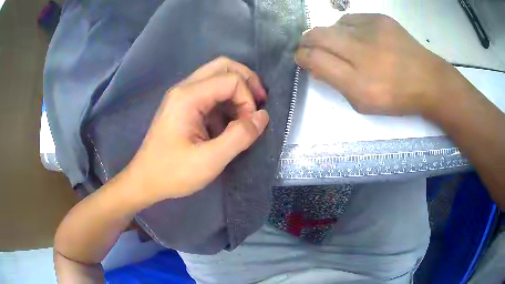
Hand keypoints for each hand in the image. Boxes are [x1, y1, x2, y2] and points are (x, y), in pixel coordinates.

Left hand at [125, 57, 269, 202]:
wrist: (145, 181)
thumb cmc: (173, 173)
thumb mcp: (210, 160)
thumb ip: (239, 136)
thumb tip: (262, 116)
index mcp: (188, 97)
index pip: (230, 79)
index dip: (248, 99)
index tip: (249, 124)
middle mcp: (184, 88)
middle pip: (223, 66)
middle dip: (247, 81)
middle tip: (259, 102)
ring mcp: (183, 96)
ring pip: (217, 77)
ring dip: (237, 92)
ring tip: (246, 116)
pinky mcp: (184, 107)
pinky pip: (211, 93)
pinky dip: (226, 103)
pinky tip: (229, 124)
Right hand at [295, 14, 455, 116]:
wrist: (428, 81)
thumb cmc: (396, 98)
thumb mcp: (363, 103)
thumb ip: (336, 84)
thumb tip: (315, 66)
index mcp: (357, 82)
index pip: (314, 59)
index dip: (302, 57)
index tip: (301, 58)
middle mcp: (361, 52)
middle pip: (317, 36)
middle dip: (307, 41)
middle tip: (309, 46)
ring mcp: (371, 31)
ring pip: (333, 25)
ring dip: (330, 35)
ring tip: (341, 44)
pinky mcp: (380, 19)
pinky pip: (351, 19)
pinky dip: (347, 28)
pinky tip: (358, 37)